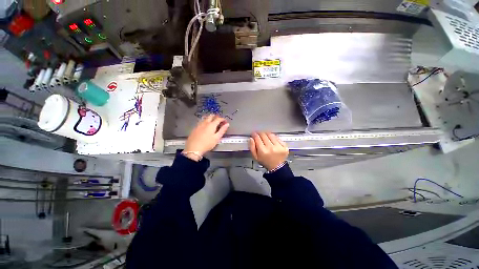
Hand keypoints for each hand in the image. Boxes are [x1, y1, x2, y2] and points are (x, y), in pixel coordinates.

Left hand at [184, 115, 229, 159]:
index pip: (218, 119)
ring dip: (210, 118)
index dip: (223, 119)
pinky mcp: (195, 128)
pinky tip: (206, 126)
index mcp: (211, 125)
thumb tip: (227, 124)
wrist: (193, 148)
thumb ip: (222, 130)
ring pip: (205, 118)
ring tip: (213, 122)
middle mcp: (205, 123)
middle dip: (216, 117)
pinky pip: (201, 121)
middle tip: (219, 121)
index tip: (225, 121)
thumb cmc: (207, 144)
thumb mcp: (217, 138)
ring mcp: (199, 125)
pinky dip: (205, 121)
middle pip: (211, 116)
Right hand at [249, 132, 288, 170]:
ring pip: (270, 135)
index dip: (254, 134)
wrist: (277, 167)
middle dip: (260, 133)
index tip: (253, 134)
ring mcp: (278, 146)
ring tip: (265, 136)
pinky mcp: (284, 146)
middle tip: (258, 134)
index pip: (257, 138)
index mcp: (263, 151)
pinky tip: (271, 139)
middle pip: (264, 135)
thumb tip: (251, 139)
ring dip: (266, 134)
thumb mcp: (255, 157)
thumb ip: (252, 147)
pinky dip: (274, 137)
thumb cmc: (266, 162)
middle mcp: (271, 148)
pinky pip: (277, 137)